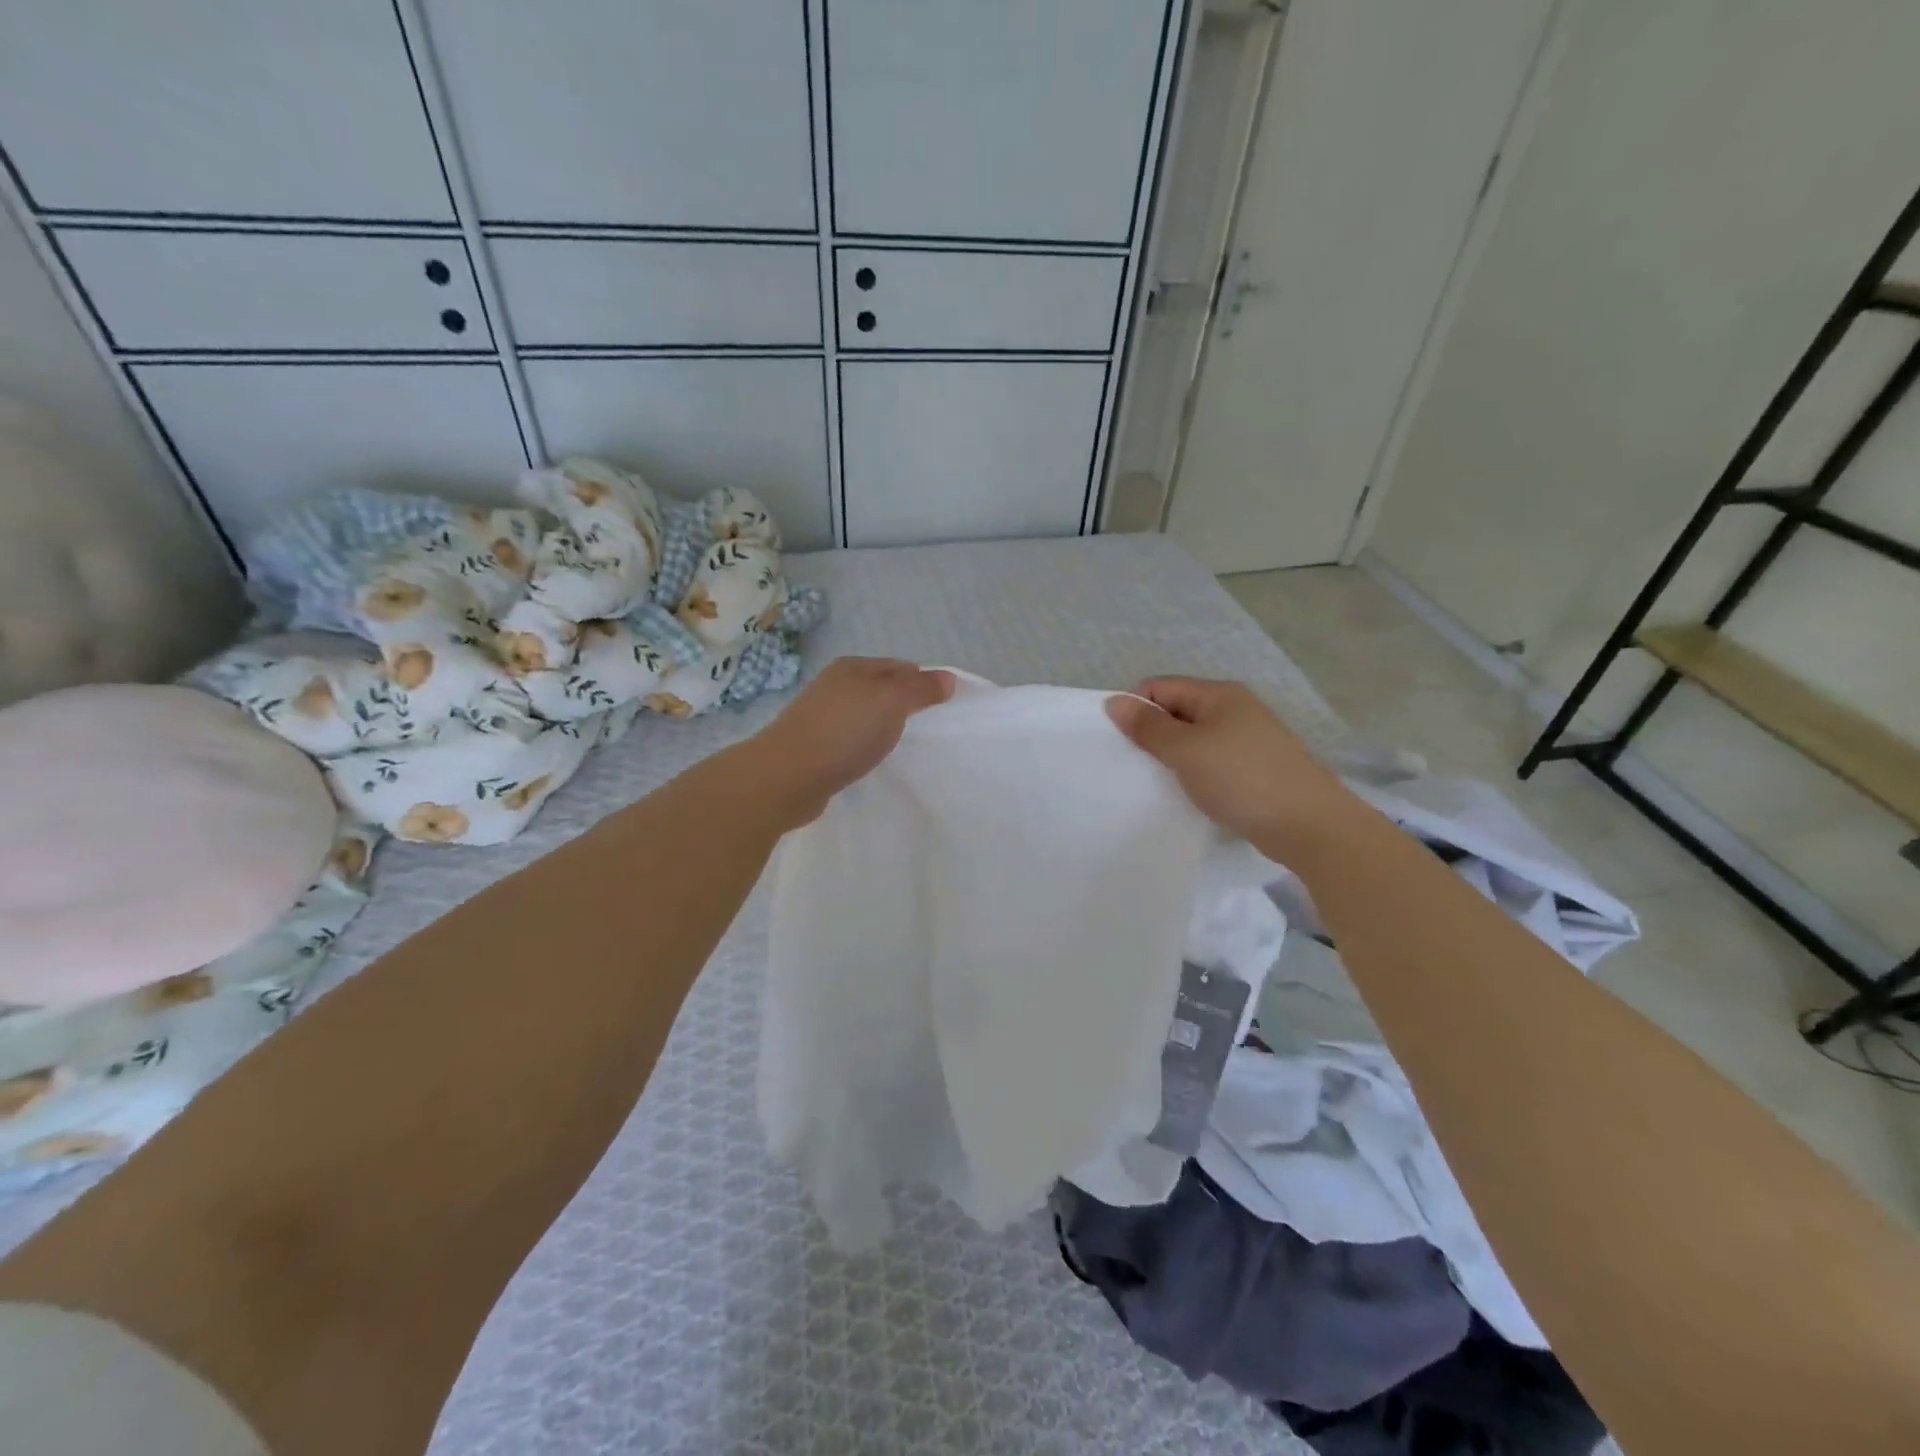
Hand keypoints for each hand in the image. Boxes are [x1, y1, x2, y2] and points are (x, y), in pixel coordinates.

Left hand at [747, 657, 954, 823]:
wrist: (787, 777)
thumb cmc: (844, 732)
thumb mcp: (891, 702)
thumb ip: (920, 689)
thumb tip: (948, 677)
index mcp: (852, 667)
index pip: (900, 667)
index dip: (923, 683)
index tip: (942, 708)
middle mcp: (835, 686)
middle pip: (881, 690)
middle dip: (904, 706)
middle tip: (927, 730)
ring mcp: (821, 716)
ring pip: (865, 715)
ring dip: (883, 728)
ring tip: (902, 747)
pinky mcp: (814, 746)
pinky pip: (850, 740)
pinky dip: (865, 747)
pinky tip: (871, 761)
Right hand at [1105, 677, 1359, 860]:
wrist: (1308, 824)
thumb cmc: (1241, 778)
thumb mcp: (1186, 750)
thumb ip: (1148, 727)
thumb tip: (1114, 701)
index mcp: (1219, 694)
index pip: (1161, 687)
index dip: (1137, 708)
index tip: (1121, 742)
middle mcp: (1235, 708)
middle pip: (1178, 710)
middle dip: (1153, 733)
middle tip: (1134, 765)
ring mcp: (1248, 738)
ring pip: (1195, 738)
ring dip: (1174, 756)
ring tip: (1158, 781)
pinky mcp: (1255, 767)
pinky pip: (1213, 760)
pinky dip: (1196, 772)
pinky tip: (1189, 793)